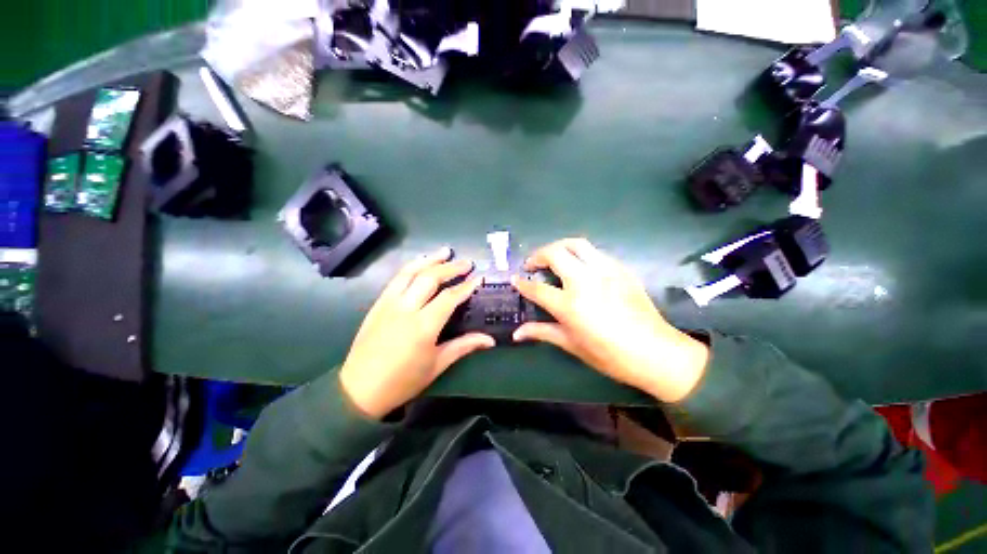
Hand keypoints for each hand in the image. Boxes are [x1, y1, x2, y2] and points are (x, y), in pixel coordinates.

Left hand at [339, 247, 494, 418]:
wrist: (359, 390)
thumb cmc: (403, 381)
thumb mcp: (437, 365)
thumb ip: (464, 346)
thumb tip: (490, 340)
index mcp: (423, 326)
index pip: (449, 298)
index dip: (466, 287)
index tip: (479, 278)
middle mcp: (406, 309)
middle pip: (431, 278)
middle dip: (451, 267)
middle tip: (467, 263)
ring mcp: (389, 303)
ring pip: (411, 272)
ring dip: (430, 259)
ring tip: (445, 251)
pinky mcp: (378, 303)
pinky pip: (396, 279)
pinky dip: (411, 266)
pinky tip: (420, 263)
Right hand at [512, 238, 709, 402]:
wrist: (656, 352)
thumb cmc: (610, 355)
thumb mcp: (572, 345)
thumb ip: (542, 332)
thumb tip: (516, 334)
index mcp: (570, 304)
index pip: (537, 288)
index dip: (522, 283)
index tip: (515, 279)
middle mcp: (585, 281)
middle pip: (554, 253)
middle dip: (537, 255)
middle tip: (532, 264)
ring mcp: (605, 271)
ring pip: (576, 244)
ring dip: (559, 246)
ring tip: (553, 257)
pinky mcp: (621, 269)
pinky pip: (595, 253)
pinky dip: (581, 254)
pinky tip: (580, 267)